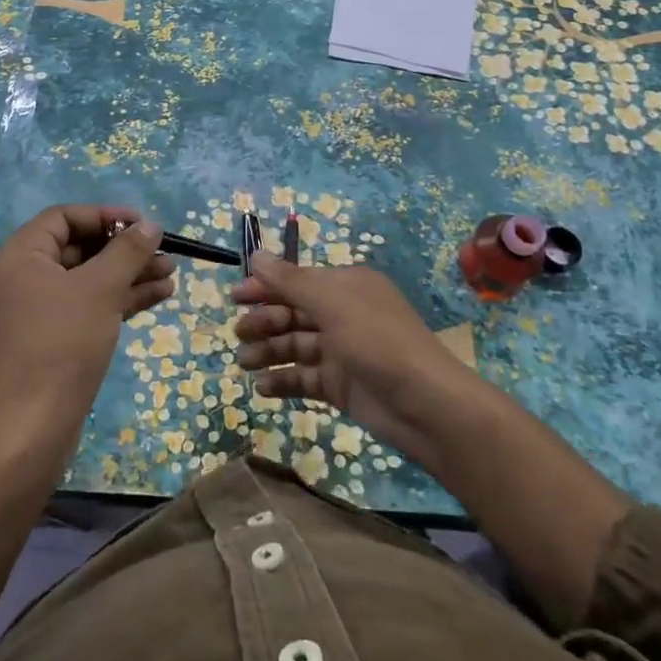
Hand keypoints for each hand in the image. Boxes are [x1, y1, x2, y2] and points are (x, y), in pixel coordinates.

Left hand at [0, 205, 173, 456]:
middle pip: (79, 248)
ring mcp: (36, 312)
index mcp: (21, 257)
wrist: (32, 429)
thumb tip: (150, 225)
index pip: (64, 217)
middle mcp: (23, 278)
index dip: (105, 216)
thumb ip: (127, 252)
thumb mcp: (100, 290)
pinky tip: (158, 297)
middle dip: (124, 250)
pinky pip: (87, 307)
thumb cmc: (62, 345)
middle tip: (164, 253)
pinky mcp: (50, 340)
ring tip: (171, 274)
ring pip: (88, 280)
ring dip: (128, 274)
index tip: (142, 225)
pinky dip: (118, 300)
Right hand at [232, 255, 483, 473]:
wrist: (425, 405)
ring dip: (268, 351)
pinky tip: (262, 387)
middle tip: (239, 333)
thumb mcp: (332, 302)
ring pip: (296, 345)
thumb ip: (290, 281)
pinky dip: (283, 380)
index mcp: (347, 286)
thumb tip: (256, 254)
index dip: (266, 286)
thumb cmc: (377, 340)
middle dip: (265, 320)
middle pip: (294, 312)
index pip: (298, 280)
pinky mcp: (341, 385)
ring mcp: (342, 351)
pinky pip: (304, 377)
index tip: (235, 296)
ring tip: (243, 363)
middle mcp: (344, 314)